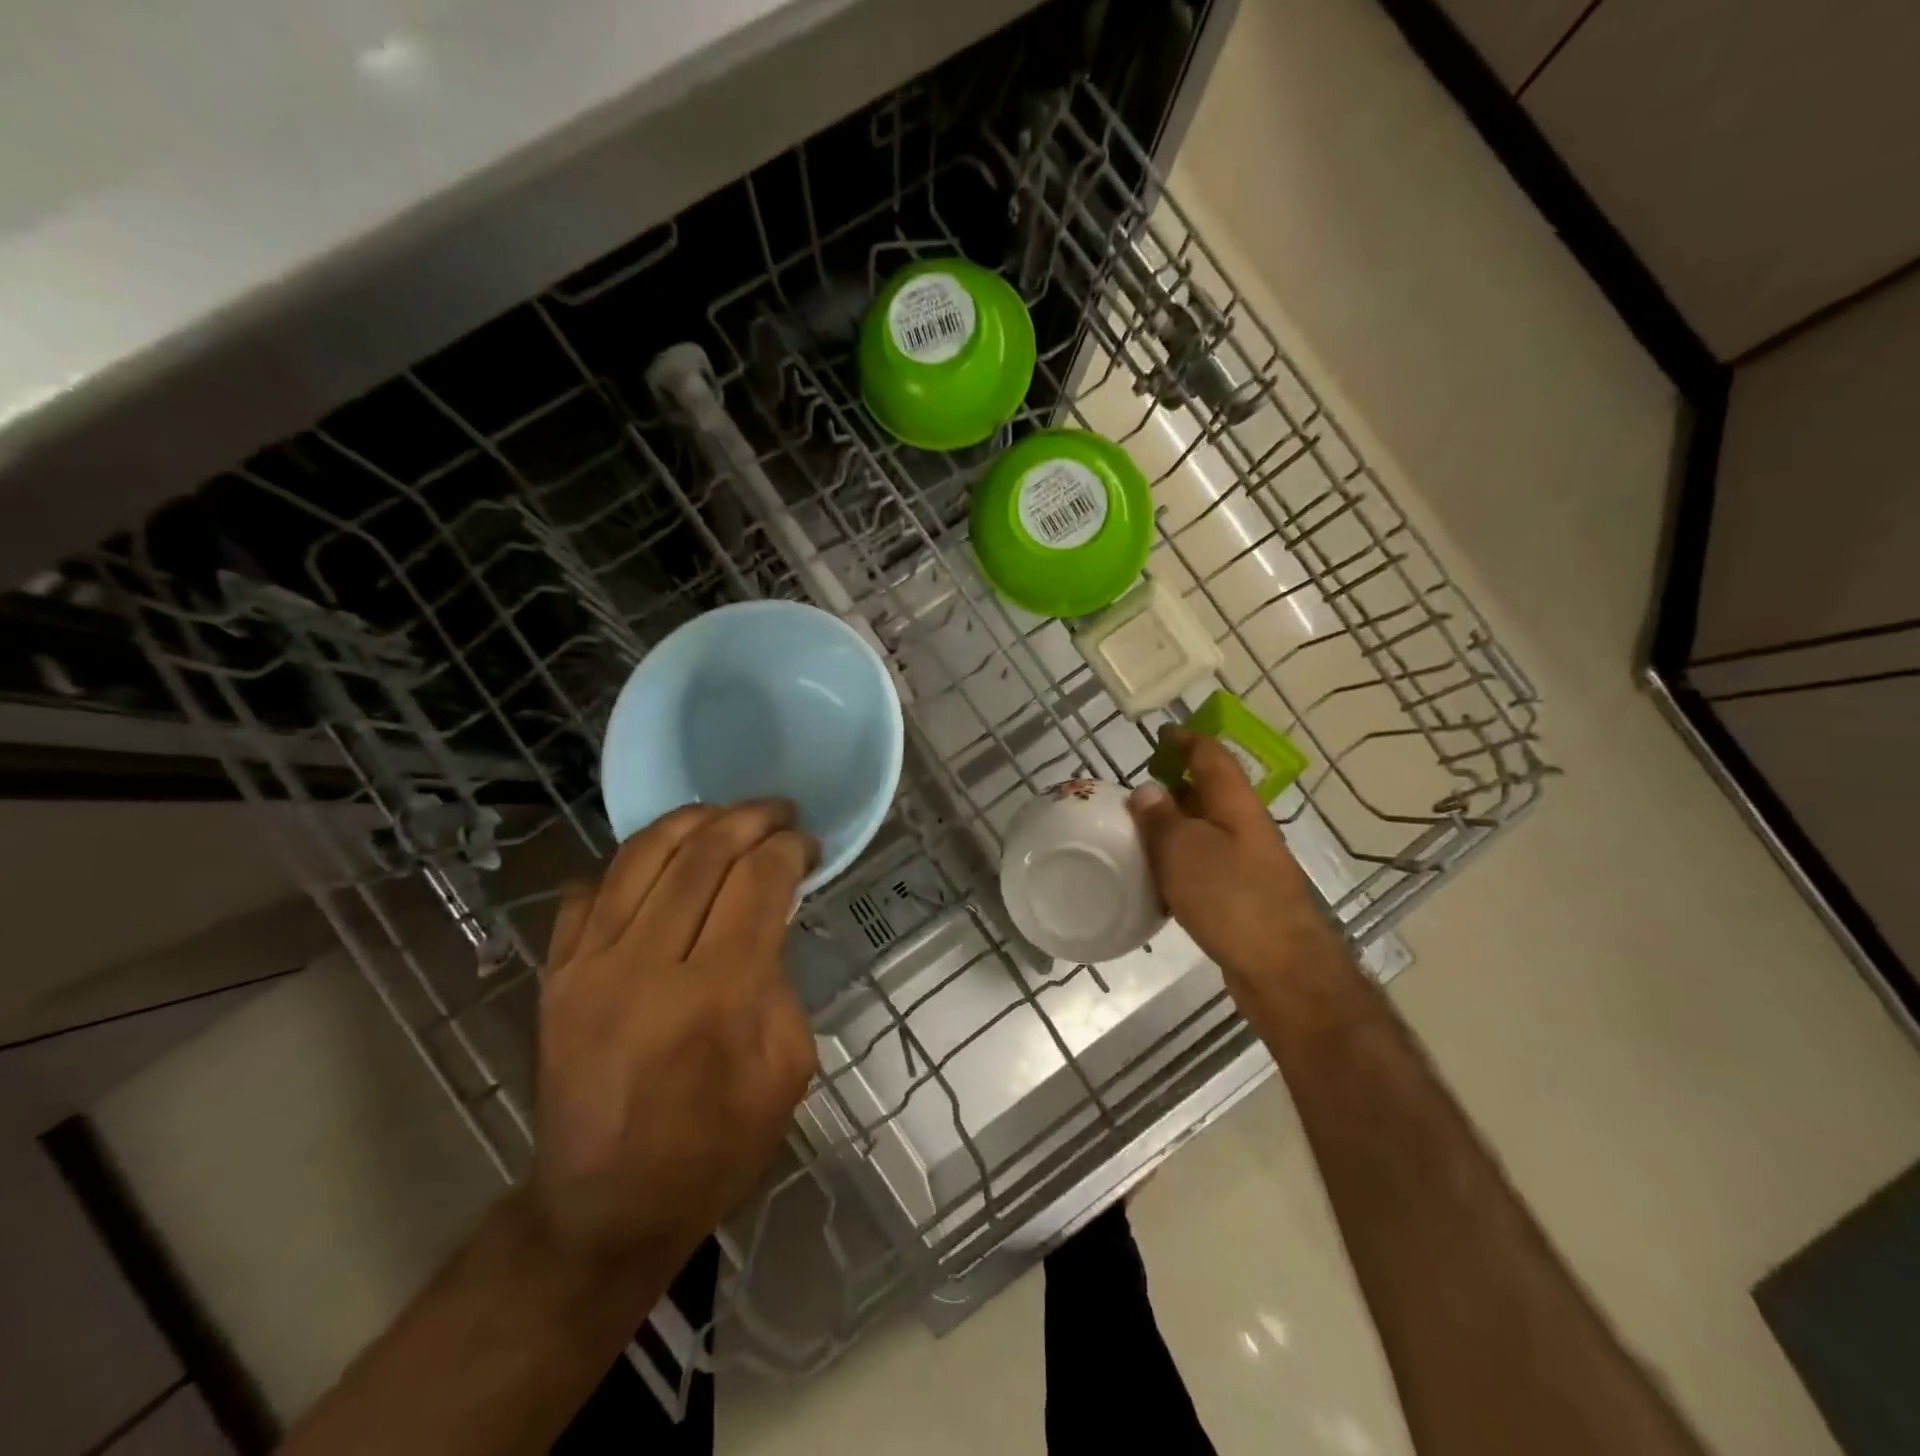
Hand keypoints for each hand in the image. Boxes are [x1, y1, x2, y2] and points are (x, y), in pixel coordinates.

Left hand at [529, 800, 818, 1269]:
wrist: (603, 1210)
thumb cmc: (715, 1149)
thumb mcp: (786, 1071)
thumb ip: (780, 981)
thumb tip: (766, 918)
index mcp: (715, 999)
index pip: (757, 884)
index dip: (789, 850)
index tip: (808, 845)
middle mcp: (645, 968)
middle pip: (702, 855)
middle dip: (749, 819)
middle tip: (778, 812)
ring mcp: (587, 967)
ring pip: (641, 855)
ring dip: (692, 820)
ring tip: (725, 815)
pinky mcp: (554, 976)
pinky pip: (589, 889)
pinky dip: (630, 862)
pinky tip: (662, 861)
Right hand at [1128, 728, 1346, 1006]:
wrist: (1282, 969)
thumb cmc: (1231, 898)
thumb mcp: (1183, 850)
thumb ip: (1161, 818)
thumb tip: (1147, 791)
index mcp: (1236, 804)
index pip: (1212, 756)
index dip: (1187, 741)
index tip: (1162, 734)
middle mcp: (1246, 827)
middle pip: (1210, 793)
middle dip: (1176, 785)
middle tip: (1136, 791)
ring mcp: (1248, 863)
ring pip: (1206, 831)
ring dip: (1176, 826)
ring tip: (1138, 833)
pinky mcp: (1242, 896)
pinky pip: (1206, 865)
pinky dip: (1181, 862)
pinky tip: (1158, 879)